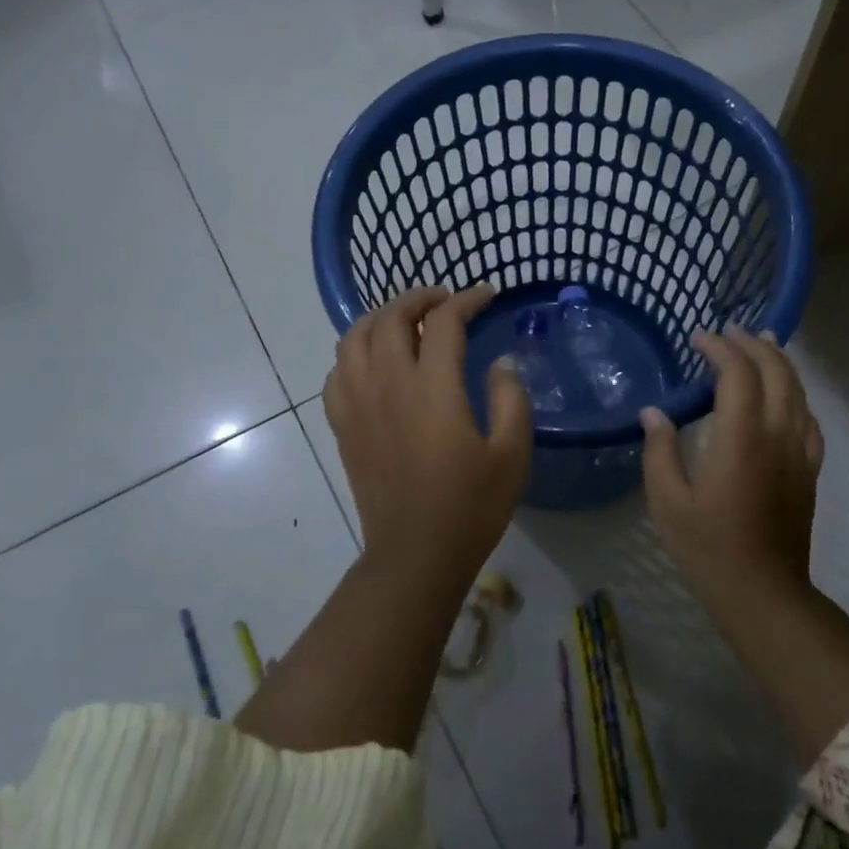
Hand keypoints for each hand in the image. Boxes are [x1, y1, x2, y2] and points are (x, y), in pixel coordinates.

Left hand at [324, 285, 531, 584]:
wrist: (416, 553)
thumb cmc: (471, 506)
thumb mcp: (512, 452)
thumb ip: (510, 397)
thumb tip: (500, 362)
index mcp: (432, 388)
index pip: (443, 322)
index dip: (466, 299)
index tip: (486, 294)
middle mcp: (387, 384)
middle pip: (390, 318)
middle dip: (417, 298)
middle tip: (443, 300)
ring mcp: (357, 404)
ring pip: (353, 338)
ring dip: (379, 318)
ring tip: (403, 321)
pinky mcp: (343, 427)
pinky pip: (336, 373)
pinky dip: (353, 354)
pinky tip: (372, 363)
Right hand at [640, 328, 822, 593]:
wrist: (763, 592)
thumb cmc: (708, 547)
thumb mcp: (667, 501)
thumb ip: (659, 450)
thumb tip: (654, 412)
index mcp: (741, 437)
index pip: (738, 373)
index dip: (720, 348)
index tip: (699, 338)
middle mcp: (777, 434)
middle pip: (776, 371)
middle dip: (754, 344)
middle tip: (730, 331)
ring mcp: (799, 452)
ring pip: (798, 391)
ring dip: (779, 361)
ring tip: (762, 343)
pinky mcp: (809, 470)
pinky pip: (809, 419)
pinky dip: (796, 395)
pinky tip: (786, 396)